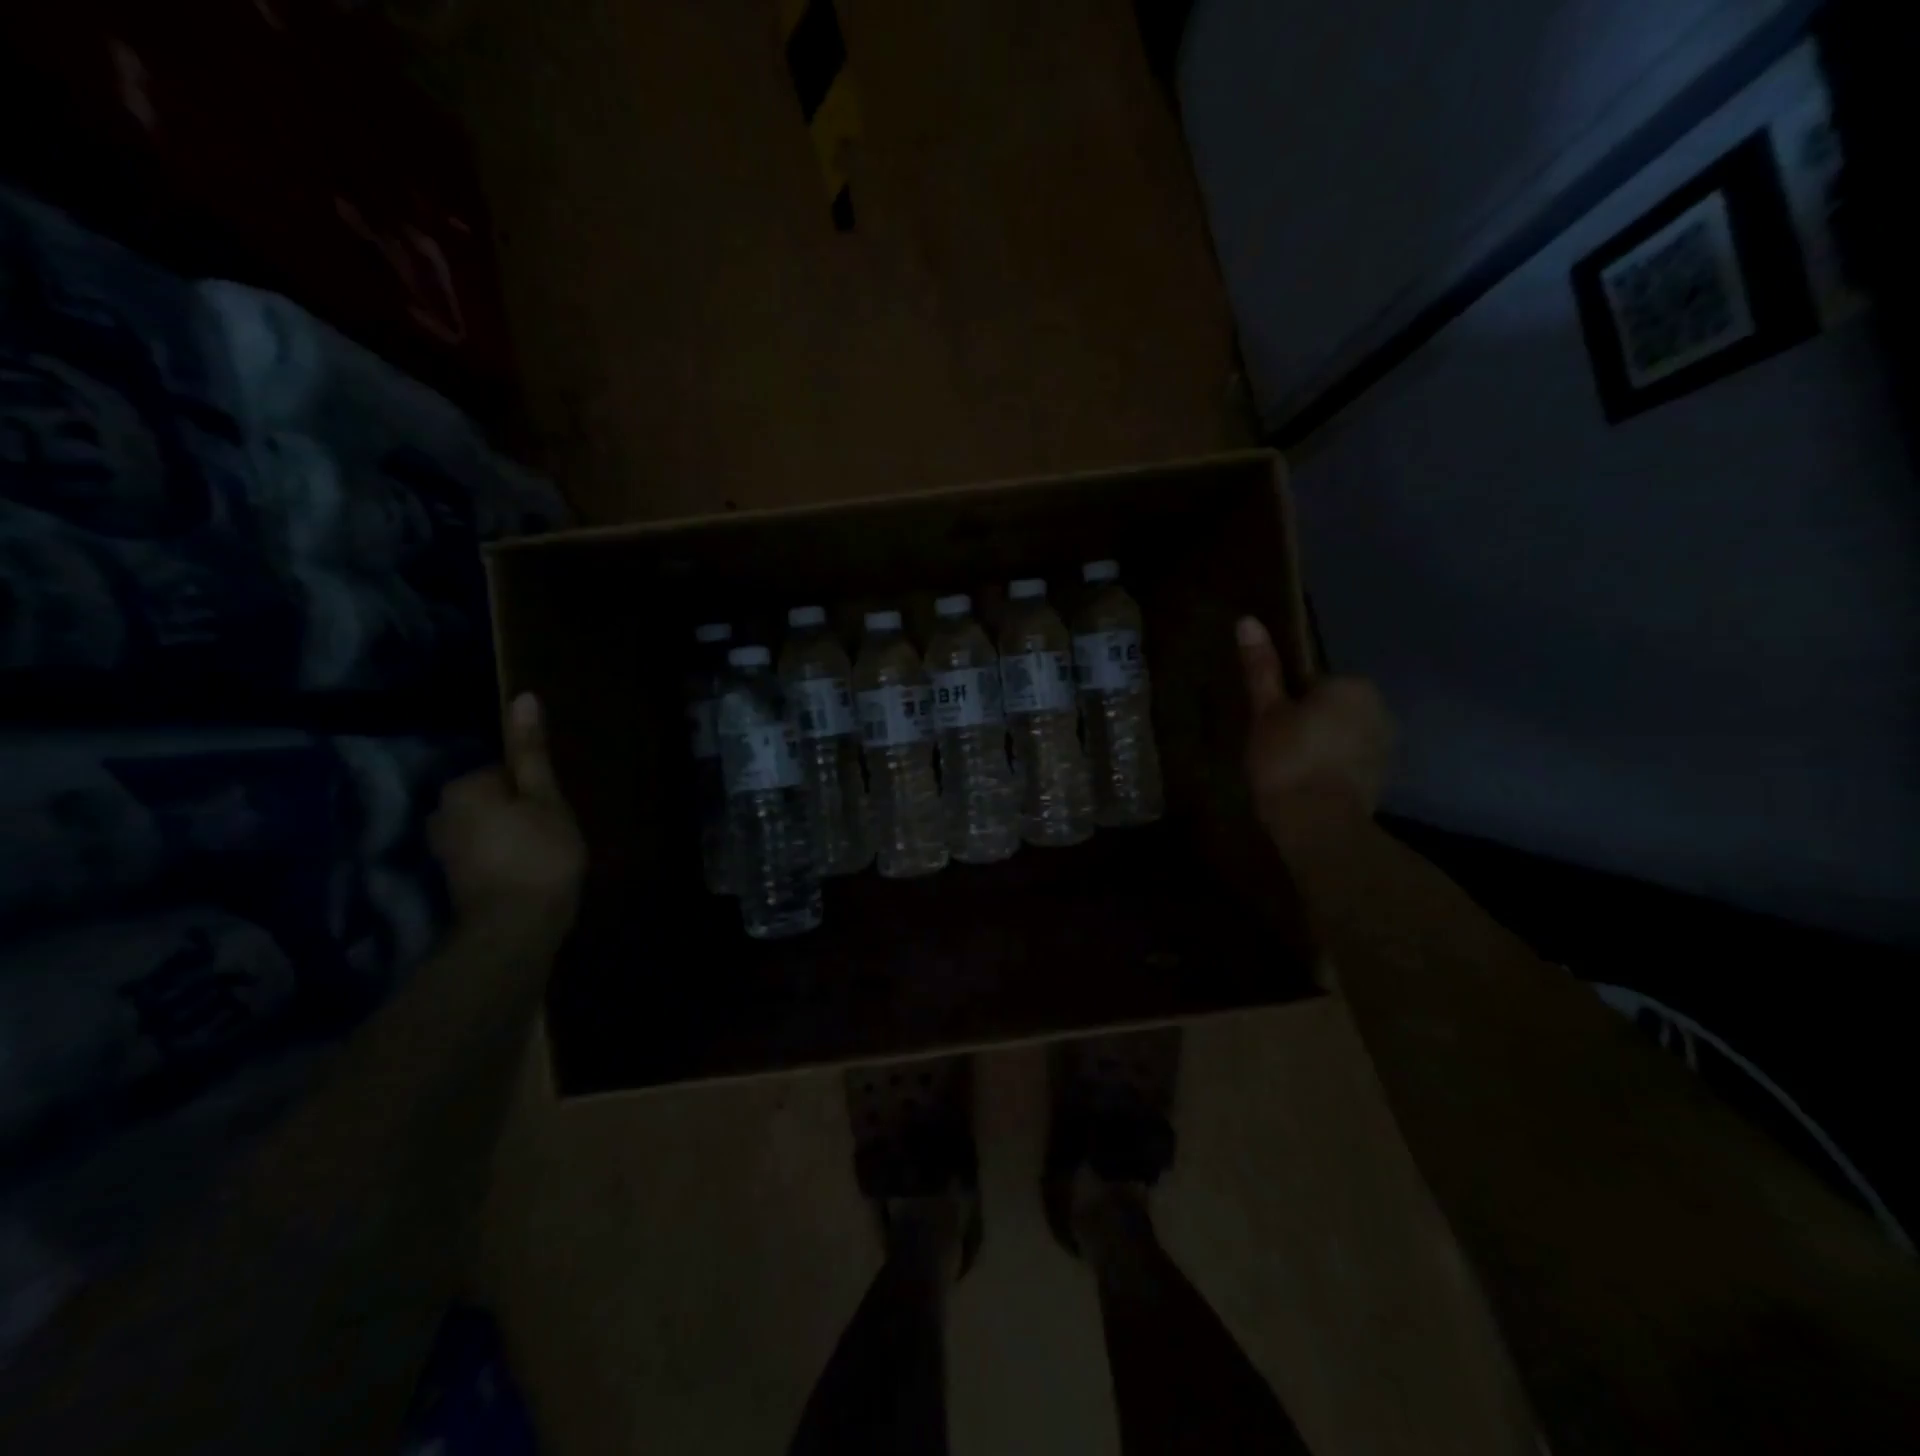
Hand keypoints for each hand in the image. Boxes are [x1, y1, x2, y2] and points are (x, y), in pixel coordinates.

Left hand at [428, 693, 586, 933]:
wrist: (515, 928)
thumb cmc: (540, 854)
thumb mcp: (546, 797)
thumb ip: (532, 752)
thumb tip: (523, 696)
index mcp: (464, 787)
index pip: (506, 771)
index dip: (537, 790)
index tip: (556, 812)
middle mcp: (441, 812)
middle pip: (494, 798)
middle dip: (521, 811)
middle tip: (554, 834)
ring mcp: (442, 848)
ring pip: (489, 826)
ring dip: (512, 836)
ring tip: (545, 856)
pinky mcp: (451, 877)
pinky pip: (484, 852)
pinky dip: (504, 858)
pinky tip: (526, 874)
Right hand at [1236, 616, 1392, 853]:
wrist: (1318, 824)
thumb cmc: (1286, 760)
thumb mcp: (1265, 712)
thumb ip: (1262, 668)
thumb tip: (1247, 620)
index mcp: (1351, 685)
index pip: (1313, 681)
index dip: (1287, 701)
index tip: (1269, 723)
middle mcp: (1379, 708)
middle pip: (1333, 706)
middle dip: (1310, 721)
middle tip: (1275, 746)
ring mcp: (1385, 745)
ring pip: (1343, 734)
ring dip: (1323, 745)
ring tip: (1290, 770)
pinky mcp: (1383, 776)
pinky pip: (1351, 760)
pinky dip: (1334, 767)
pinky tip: (1309, 785)